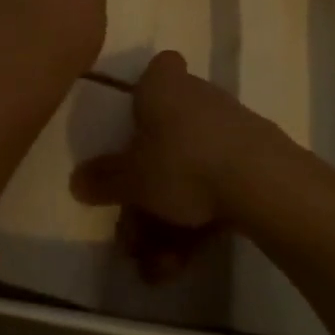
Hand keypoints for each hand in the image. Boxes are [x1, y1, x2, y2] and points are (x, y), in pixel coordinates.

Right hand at [70, 51, 286, 281]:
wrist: (258, 180)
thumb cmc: (182, 161)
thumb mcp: (132, 177)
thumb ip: (104, 179)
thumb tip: (76, 180)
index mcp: (163, 83)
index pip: (157, 69)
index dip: (145, 94)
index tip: (134, 127)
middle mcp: (195, 95)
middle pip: (165, 136)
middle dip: (147, 191)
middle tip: (132, 234)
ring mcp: (226, 126)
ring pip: (188, 170)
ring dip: (167, 220)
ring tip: (157, 266)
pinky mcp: (250, 157)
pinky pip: (214, 186)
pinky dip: (197, 221)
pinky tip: (182, 263)